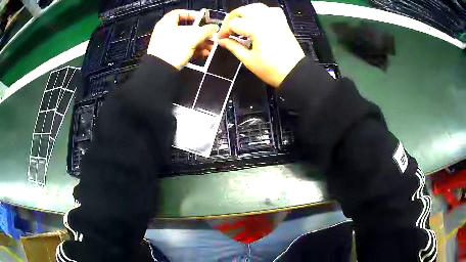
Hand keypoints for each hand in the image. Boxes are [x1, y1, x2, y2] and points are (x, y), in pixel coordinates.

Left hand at [147, 9, 218, 69]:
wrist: (161, 70)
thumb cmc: (175, 48)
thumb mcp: (193, 37)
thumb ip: (206, 31)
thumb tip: (215, 27)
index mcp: (167, 23)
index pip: (179, 13)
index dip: (191, 14)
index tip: (202, 19)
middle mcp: (166, 32)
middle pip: (186, 29)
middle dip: (201, 33)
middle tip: (212, 37)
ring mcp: (167, 44)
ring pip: (186, 40)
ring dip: (200, 43)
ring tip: (212, 47)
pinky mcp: (169, 55)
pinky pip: (183, 49)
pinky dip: (194, 50)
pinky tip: (205, 54)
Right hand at [218, 4, 304, 87]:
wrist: (294, 73)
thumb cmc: (271, 70)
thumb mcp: (248, 60)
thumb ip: (233, 47)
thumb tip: (221, 40)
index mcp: (256, 28)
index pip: (233, 23)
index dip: (224, 30)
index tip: (220, 38)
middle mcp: (265, 19)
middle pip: (242, 10)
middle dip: (232, 18)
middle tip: (228, 30)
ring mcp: (275, 19)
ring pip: (255, 7)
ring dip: (245, 12)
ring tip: (240, 23)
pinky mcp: (282, 22)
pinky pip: (270, 10)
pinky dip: (261, 12)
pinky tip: (258, 20)